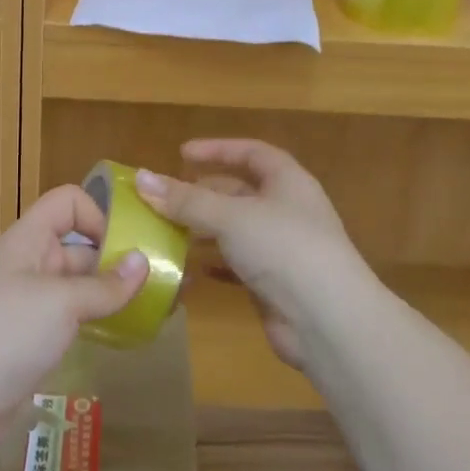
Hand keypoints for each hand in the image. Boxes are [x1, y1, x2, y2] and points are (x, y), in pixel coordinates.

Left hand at [0, 183, 147, 419]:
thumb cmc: (8, 334)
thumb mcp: (61, 303)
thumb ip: (106, 284)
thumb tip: (145, 262)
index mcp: (28, 239)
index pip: (67, 202)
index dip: (98, 214)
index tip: (127, 245)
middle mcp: (30, 262)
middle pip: (80, 243)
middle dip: (118, 256)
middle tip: (164, 277)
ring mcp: (32, 301)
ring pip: (80, 283)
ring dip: (114, 290)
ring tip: (158, 304)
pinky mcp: (35, 335)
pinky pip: (74, 314)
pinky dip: (100, 316)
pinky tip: (128, 330)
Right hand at [134, 138, 371, 370]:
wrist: (327, 321)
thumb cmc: (283, 248)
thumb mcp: (230, 216)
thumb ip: (185, 200)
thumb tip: (141, 179)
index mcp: (288, 182)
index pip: (252, 153)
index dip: (218, 150)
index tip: (182, 154)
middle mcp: (287, 210)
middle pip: (240, 192)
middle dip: (203, 194)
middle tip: (165, 199)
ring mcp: (282, 249)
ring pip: (236, 230)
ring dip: (204, 230)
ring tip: (166, 232)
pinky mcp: (274, 284)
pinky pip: (237, 265)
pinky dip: (214, 264)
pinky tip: (189, 269)